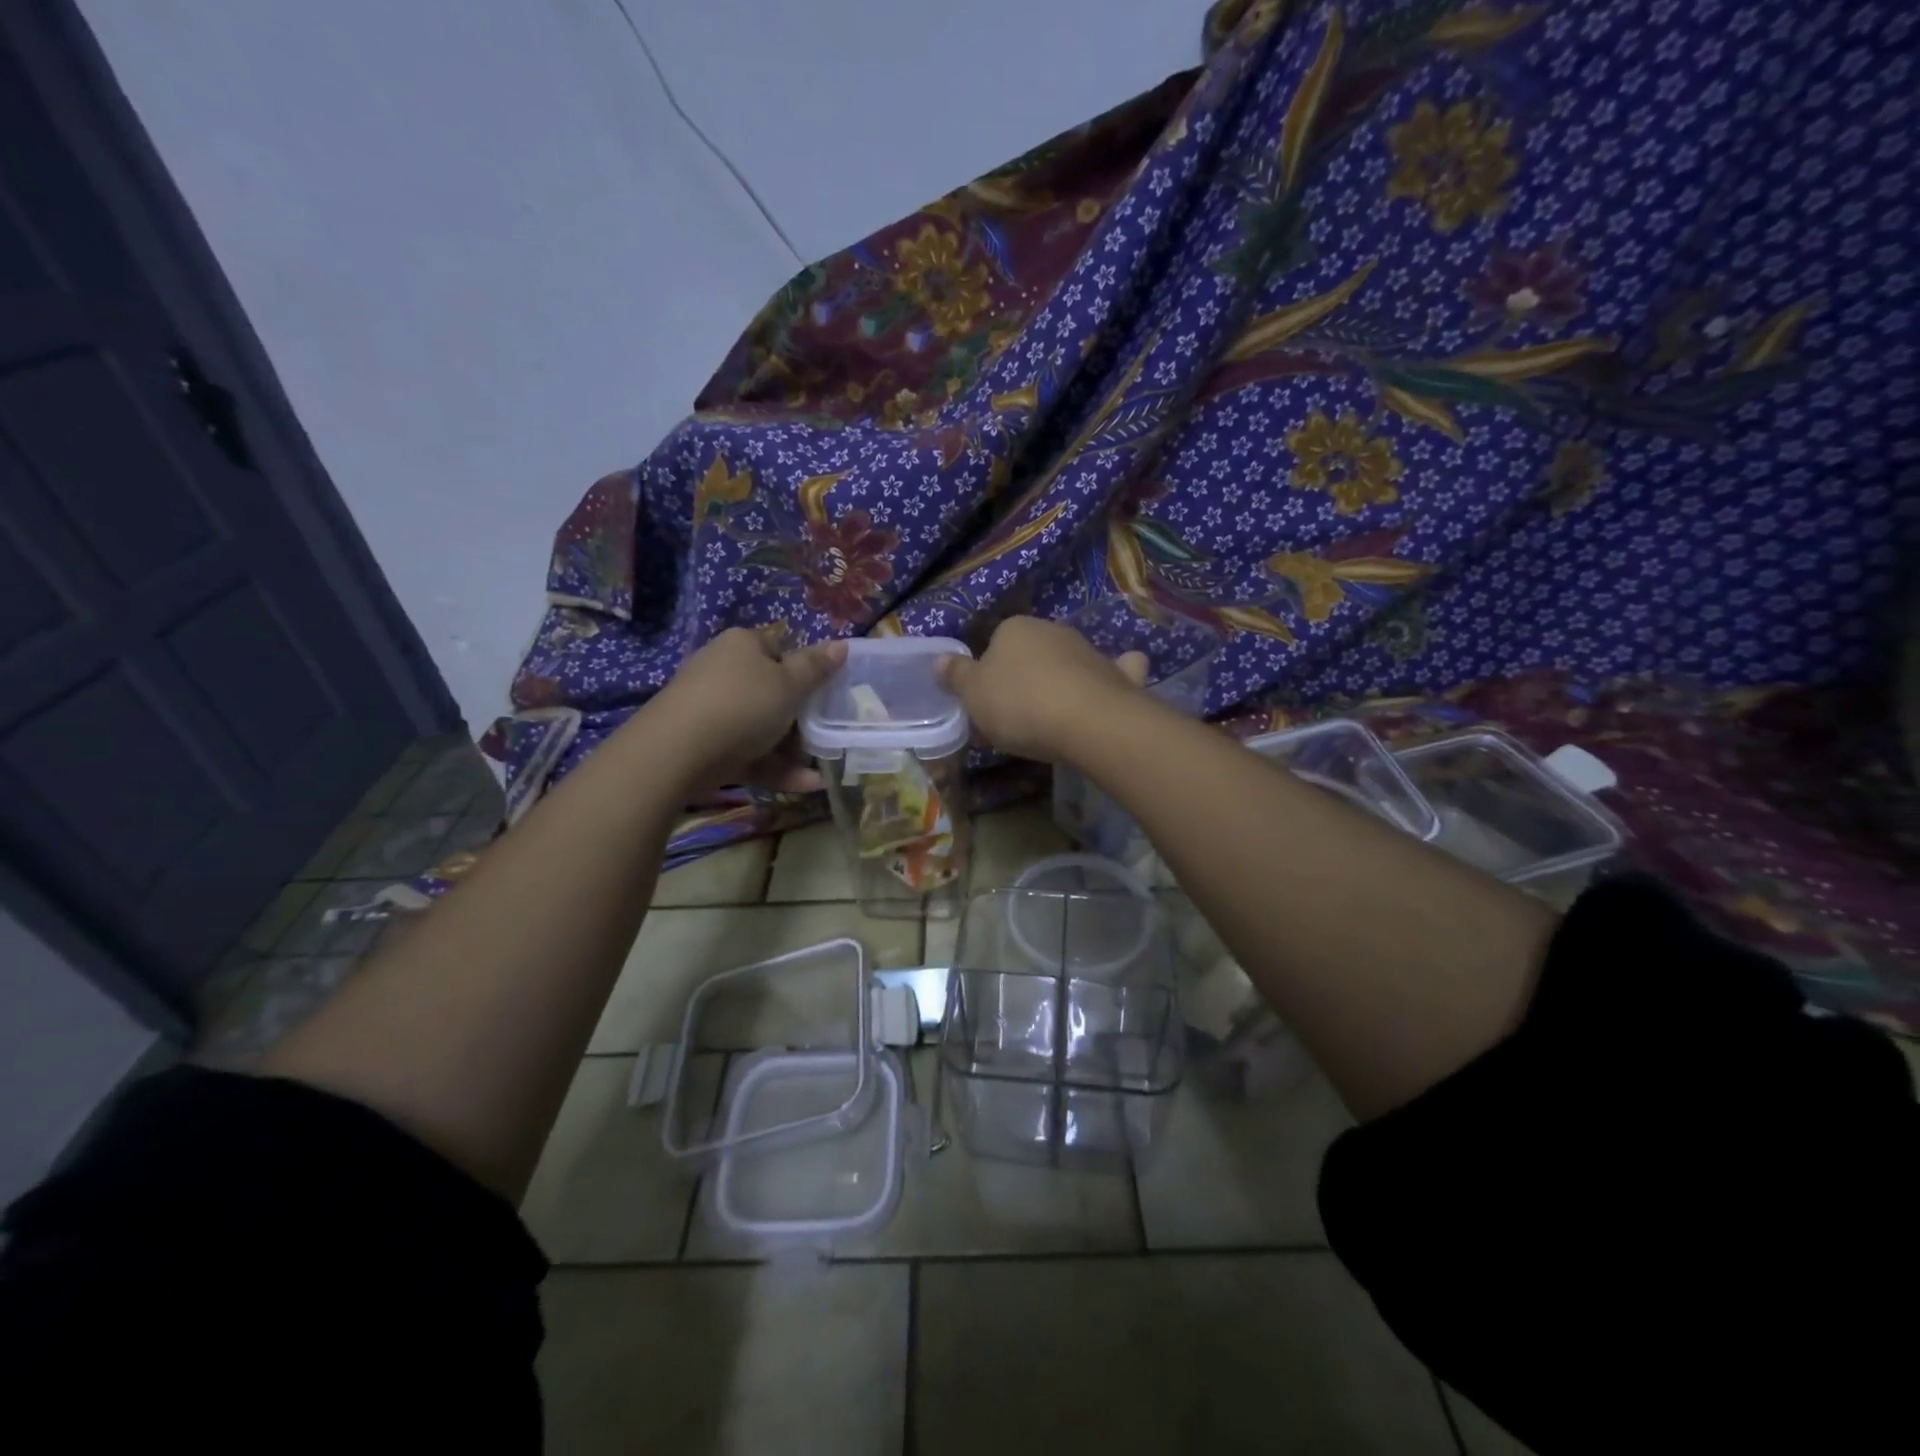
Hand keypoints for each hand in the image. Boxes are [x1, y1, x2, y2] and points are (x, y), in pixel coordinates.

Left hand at [641, 627, 846, 791]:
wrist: (676, 753)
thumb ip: (816, 668)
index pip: (781, 648)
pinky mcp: (704, 745)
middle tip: (828, 734)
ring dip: (793, 750)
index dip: (806, 669)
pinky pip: (748, 753)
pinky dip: (775, 768)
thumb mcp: (790, 685)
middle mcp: (723, 670)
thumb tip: (841, 644)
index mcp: (743, 645)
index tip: (828, 693)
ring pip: (760, 726)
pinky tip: (807, 785)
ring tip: (821, 770)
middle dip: (801, 716)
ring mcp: (710, 709)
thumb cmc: (743, 705)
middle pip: (771, 690)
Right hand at [938, 616, 1147, 762]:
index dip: (988, 675)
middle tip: (1015, 719)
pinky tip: (1111, 689)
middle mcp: (1053, 630)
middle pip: (1031, 654)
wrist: (1088, 722)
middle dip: (1024, 679)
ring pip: (1068, 663)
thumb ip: (956, 676)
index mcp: (1014, 629)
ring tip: (1055, 720)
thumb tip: (940, 659)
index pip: (994, 645)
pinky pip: (1114, 672)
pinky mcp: (1119, 675)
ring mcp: (1089, 650)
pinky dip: (1113, 677)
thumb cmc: (1020, 705)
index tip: (986, 706)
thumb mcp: (973, 695)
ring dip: (1061, 682)